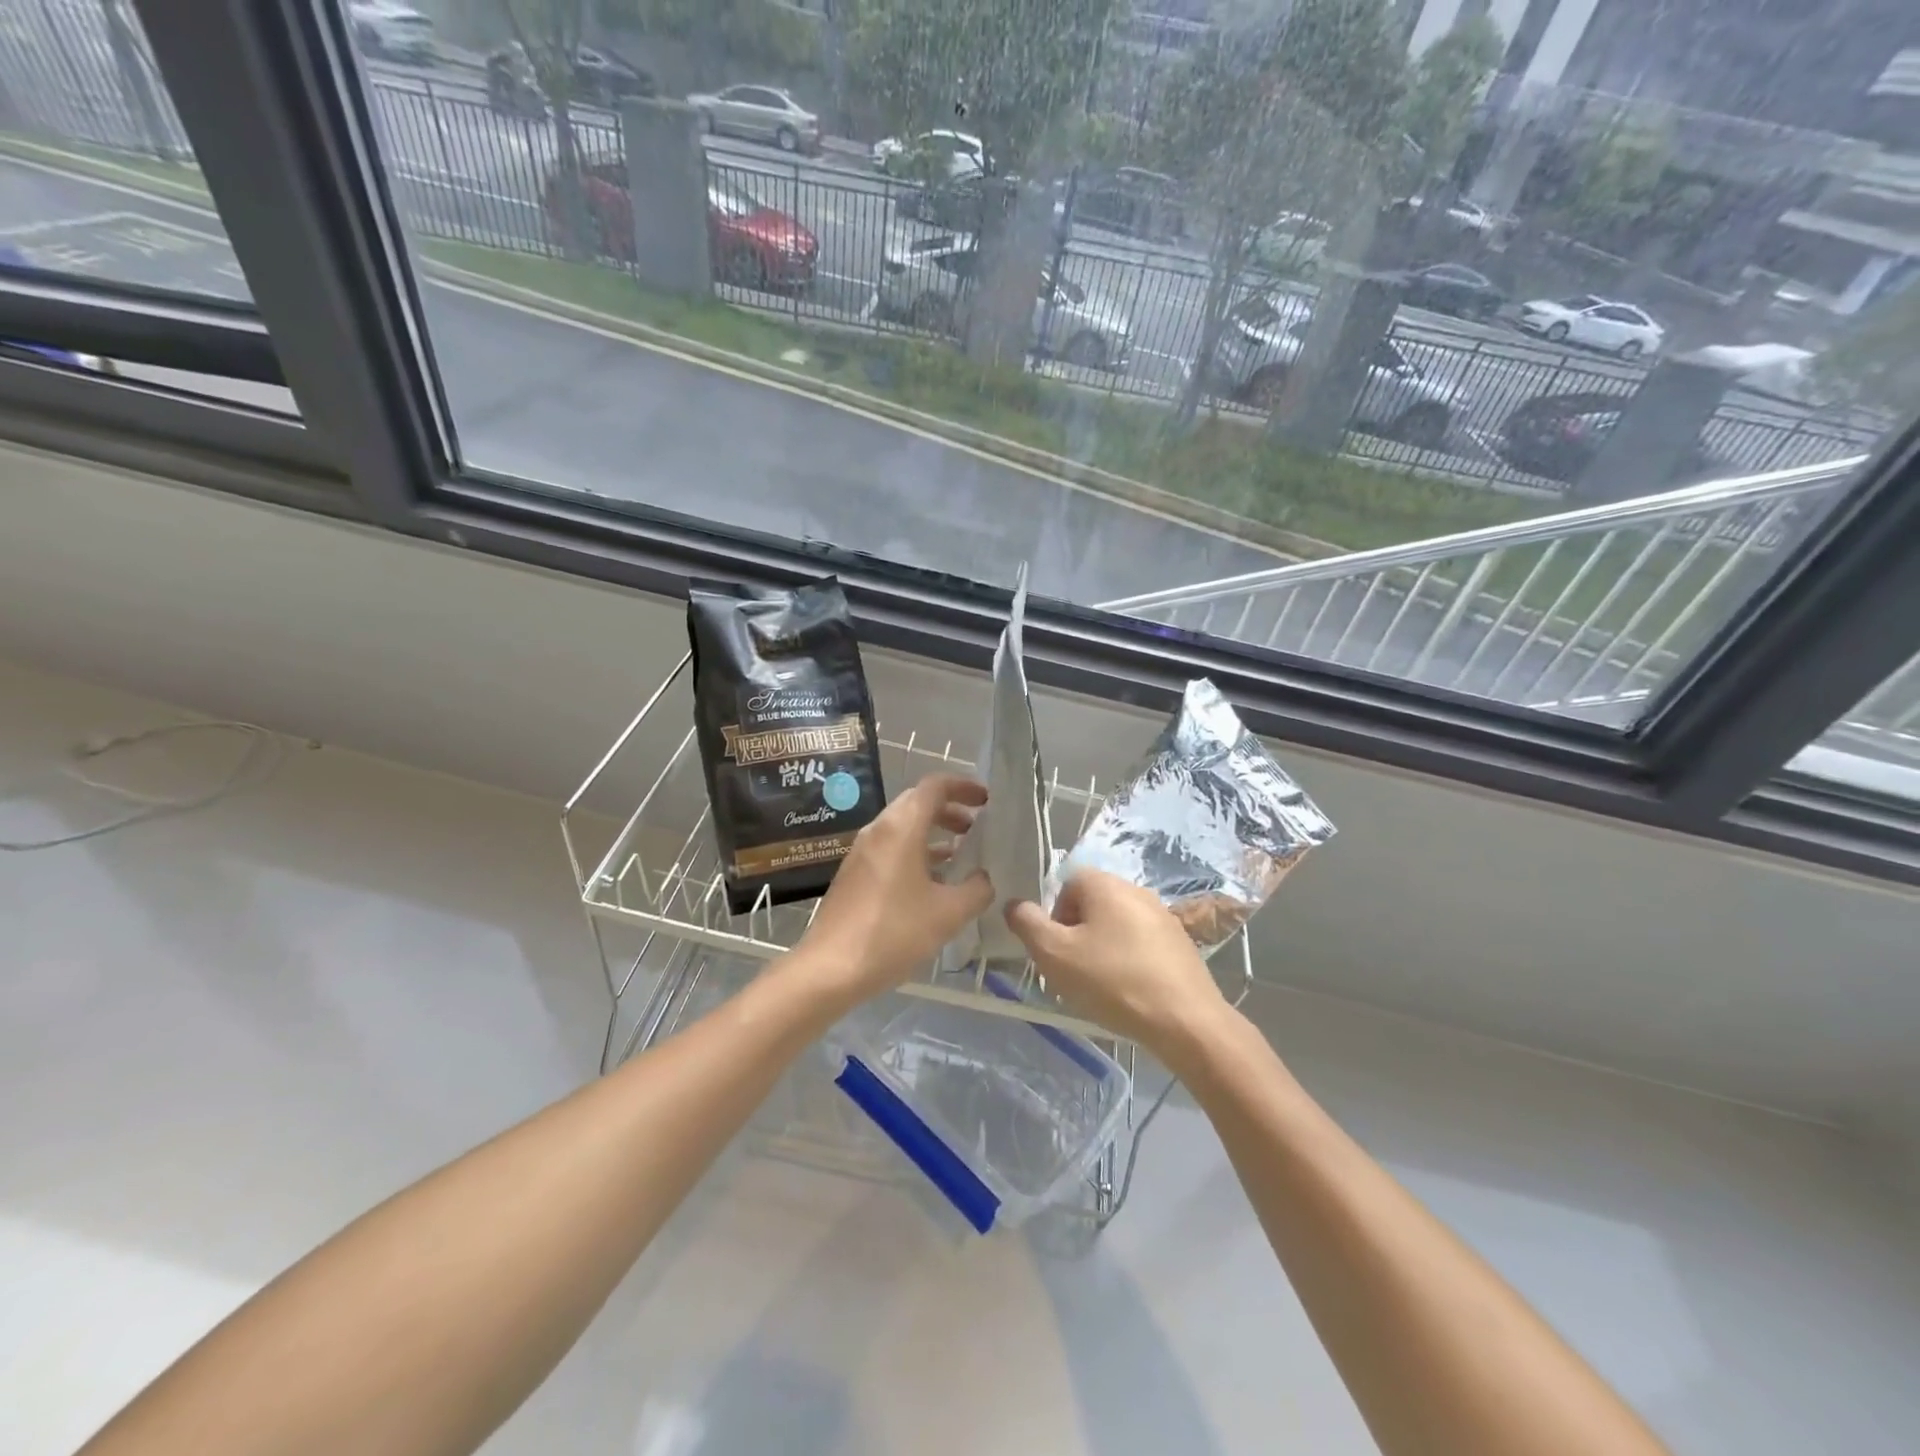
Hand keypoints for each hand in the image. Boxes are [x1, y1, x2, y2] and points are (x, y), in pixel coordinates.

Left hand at [791, 773, 991, 1002]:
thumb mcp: (948, 913)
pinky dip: (916, 851)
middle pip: (917, 802)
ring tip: (960, 853)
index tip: (986, 800)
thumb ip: (976, 889)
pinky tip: (932, 880)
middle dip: (950, 809)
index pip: (935, 786)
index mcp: (901, 827)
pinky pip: (891, 847)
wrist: (830, 968)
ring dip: (933, 832)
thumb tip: (985, 878)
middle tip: (976, 827)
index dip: (963, 786)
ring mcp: (862, 851)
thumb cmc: (893, 933)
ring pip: (903, 826)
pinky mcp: (854, 873)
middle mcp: (879, 830)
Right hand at [1005, 869, 1233, 1066]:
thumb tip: (1015, 904)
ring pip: (1117, 926)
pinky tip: (1130, 993)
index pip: (1067, 884)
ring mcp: (1163, 916)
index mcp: (1105, 884)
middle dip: (1077, 934)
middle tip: (1073, 970)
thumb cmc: (1112, 981)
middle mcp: (1136, 890)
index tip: (1057, 950)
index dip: (1054, 916)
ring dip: (1102, 949)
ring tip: (1101, 986)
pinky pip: (1141, 944)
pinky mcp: (1181, 944)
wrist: (1185, 1021)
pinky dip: (1129, 962)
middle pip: (1092, 904)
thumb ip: (1027, 924)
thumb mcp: (1054, 954)